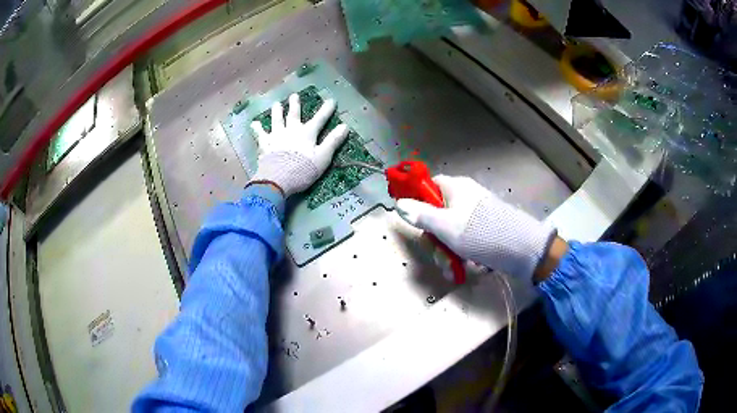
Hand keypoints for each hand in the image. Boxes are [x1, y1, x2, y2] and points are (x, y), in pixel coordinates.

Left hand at [250, 93, 348, 196]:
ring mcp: (276, 136)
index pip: (320, 119)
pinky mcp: (265, 145)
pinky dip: (257, 128)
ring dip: (277, 111)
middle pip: (294, 115)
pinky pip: (260, 134)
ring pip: (277, 120)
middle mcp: (291, 130)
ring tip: (276, 104)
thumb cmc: (303, 170)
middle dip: (295, 105)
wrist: (278, 179)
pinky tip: (254, 123)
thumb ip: (333, 141)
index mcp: (307, 133)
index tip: (331, 100)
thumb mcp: (323, 157)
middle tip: (294, 95)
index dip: (326, 110)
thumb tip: (345, 126)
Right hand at [397, 175, 556, 281]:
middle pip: (439, 214)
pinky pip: (469, 240)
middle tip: (440, 255)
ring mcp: (478, 214)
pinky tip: (474, 265)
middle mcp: (467, 197)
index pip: (429, 186)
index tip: (415, 222)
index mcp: (456, 187)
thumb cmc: (480, 233)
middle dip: (437, 239)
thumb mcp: (445, 226)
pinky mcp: (488, 229)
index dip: (418, 201)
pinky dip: (467, 253)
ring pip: (453, 232)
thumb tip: (398, 204)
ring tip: (457, 267)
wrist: (523, 249)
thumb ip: (421, 215)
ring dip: (451, 252)